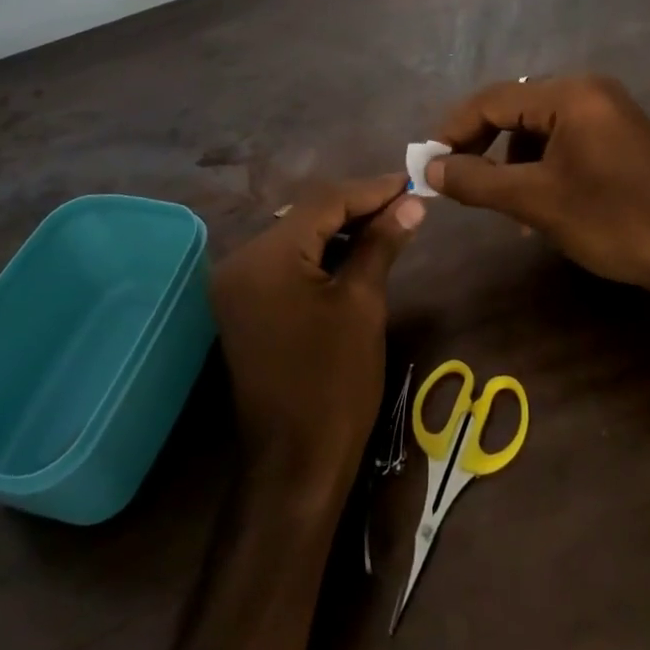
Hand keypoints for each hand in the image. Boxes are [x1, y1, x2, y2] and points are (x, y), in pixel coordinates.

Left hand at [208, 175, 424, 506]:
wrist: (295, 466)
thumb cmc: (335, 383)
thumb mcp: (363, 304)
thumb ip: (381, 243)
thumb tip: (411, 202)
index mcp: (265, 257)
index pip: (323, 201)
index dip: (371, 189)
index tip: (411, 183)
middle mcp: (240, 261)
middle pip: (306, 215)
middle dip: (356, 207)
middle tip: (404, 204)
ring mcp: (237, 285)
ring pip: (296, 236)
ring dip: (339, 229)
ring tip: (388, 224)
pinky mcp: (244, 305)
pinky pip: (285, 263)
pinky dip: (319, 254)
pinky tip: (354, 253)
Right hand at [428, 75, 649, 296]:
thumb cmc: (611, 221)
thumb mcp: (535, 201)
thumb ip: (477, 180)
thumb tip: (430, 169)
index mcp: (571, 94)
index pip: (493, 100)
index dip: (454, 129)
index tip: (428, 162)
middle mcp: (589, 89)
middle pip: (515, 108)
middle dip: (483, 146)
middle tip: (456, 180)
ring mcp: (607, 110)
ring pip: (537, 127)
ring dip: (511, 161)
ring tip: (504, 205)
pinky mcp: (617, 134)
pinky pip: (563, 139)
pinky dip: (540, 166)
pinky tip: (537, 204)